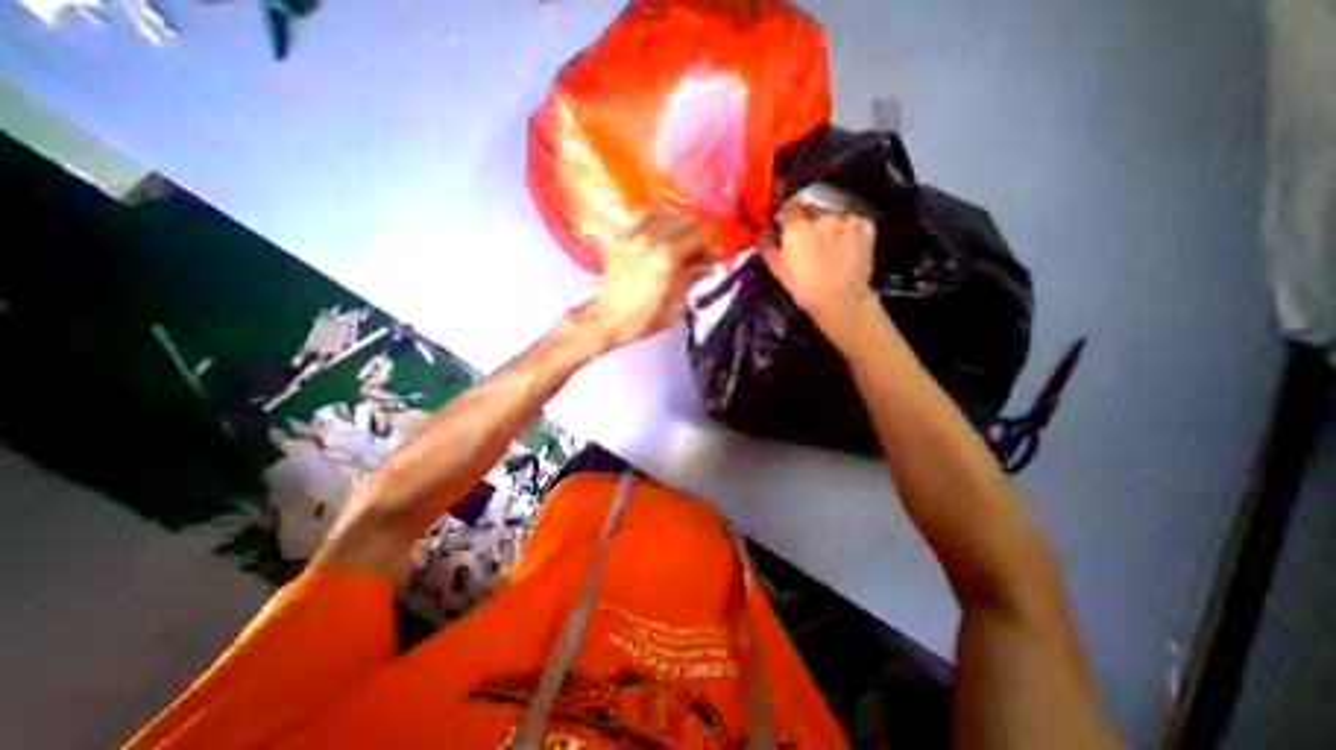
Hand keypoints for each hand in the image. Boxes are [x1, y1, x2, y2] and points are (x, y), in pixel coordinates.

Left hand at [583, 210, 709, 350]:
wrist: (609, 319)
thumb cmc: (645, 318)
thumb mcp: (675, 304)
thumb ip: (691, 279)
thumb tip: (707, 267)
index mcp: (668, 258)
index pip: (698, 238)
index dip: (709, 249)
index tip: (710, 262)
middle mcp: (652, 239)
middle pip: (684, 221)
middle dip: (696, 236)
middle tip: (697, 254)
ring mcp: (634, 235)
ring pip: (665, 214)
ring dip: (678, 226)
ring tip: (680, 242)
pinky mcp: (622, 237)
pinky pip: (642, 216)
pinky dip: (656, 219)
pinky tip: (659, 231)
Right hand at [762, 203, 879, 342]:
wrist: (840, 299)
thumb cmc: (803, 285)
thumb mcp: (776, 268)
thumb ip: (766, 245)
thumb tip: (761, 232)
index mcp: (797, 225)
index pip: (789, 207)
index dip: (787, 215)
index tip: (786, 225)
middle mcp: (822, 216)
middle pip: (813, 211)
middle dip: (809, 221)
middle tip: (809, 241)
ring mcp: (846, 220)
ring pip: (834, 216)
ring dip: (830, 226)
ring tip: (830, 246)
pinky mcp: (865, 228)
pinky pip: (855, 222)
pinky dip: (850, 230)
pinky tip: (847, 245)